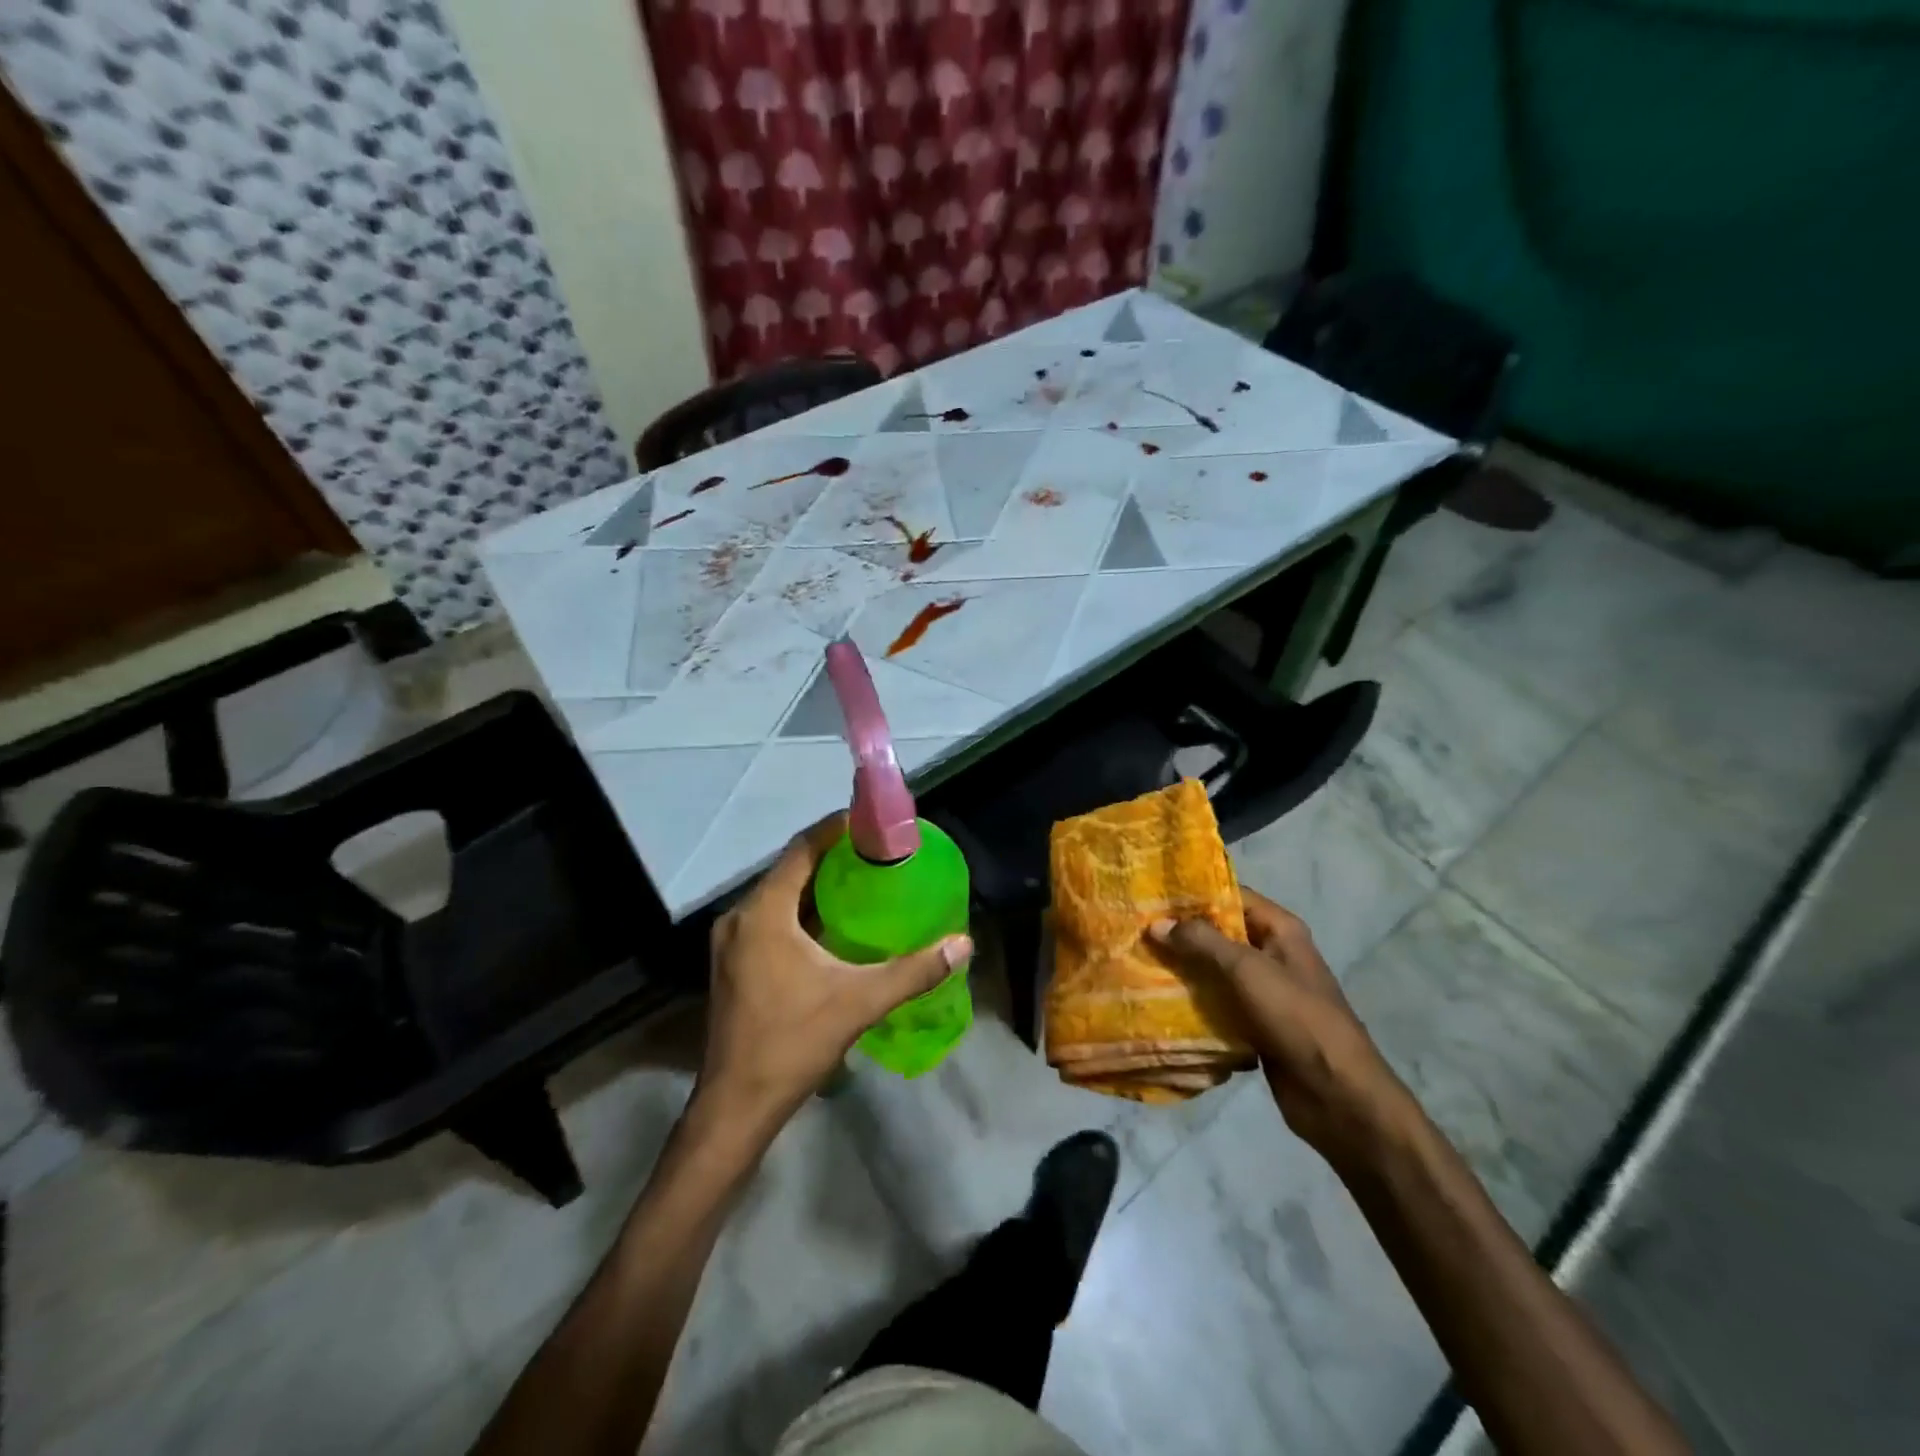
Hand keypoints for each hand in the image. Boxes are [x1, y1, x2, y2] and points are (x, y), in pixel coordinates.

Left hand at [696, 816, 971, 1137]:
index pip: (801, 850)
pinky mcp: (732, 964)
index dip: (834, 829)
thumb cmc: (792, 1042)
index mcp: (764, 913)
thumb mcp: (859, 1002)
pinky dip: (799, 911)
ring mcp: (731, 943)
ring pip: (777, 896)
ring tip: (860, 880)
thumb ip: (913, 971)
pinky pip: (769, 919)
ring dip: (814, 885)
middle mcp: (740, 918)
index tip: (869, 821)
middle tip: (875, 852)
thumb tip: (963, 944)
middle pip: (788, 870)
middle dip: (830, 856)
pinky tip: (831, 923)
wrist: (736, 1105)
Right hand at [1151, 887, 1407, 1158]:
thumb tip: (1157, 923)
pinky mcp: (1256, 1024)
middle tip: (1136, 929)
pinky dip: (1194, 1002)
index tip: (1151, 894)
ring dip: (1184, 969)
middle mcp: (1273, 954)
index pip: (1231, 896)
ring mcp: (1265, 991)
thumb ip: (1202, 942)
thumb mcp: (1247, 969)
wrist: (1336, 1095)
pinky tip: (1159, 1000)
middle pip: (1220, 933)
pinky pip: (1218, 1004)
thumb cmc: (1296, 1018)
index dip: (1194, 894)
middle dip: (1181, 933)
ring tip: (1139, 961)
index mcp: (1280, 930)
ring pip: (1215, 970)